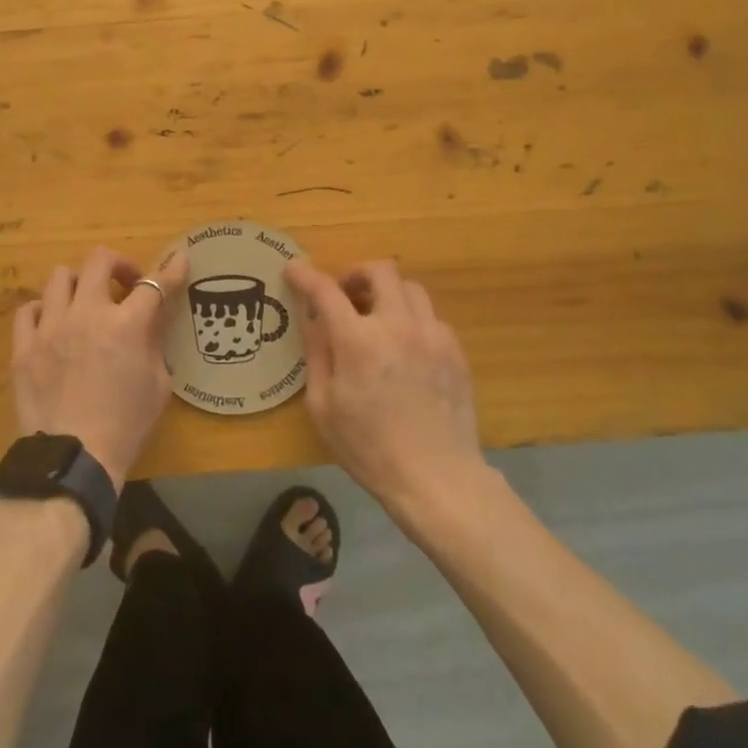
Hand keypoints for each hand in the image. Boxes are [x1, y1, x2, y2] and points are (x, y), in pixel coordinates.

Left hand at [9, 246, 188, 489]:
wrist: (73, 459)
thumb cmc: (126, 426)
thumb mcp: (158, 385)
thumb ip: (154, 344)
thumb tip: (149, 322)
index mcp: (126, 325)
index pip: (154, 285)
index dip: (171, 270)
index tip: (178, 261)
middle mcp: (86, 314)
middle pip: (99, 261)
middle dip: (118, 264)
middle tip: (126, 284)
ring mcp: (50, 327)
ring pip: (60, 276)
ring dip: (80, 284)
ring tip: (85, 303)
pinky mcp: (23, 347)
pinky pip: (28, 310)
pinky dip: (44, 310)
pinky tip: (53, 325)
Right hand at [284, 257, 484, 517]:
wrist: (437, 478)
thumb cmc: (369, 448)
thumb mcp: (323, 407)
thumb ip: (316, 355)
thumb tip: (312, 320)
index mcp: (358, 341)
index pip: (326, 291)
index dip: (305, 275)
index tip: (293, 269)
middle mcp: (398, 325)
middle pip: (380, 270)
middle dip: (356, 273)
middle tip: (344, 294)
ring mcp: (432, 335)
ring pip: (410, 287)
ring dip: (387, 292)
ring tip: (375, 317)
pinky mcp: (455, 350)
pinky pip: (430, 316)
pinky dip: (410, 318)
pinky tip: (403, 346)